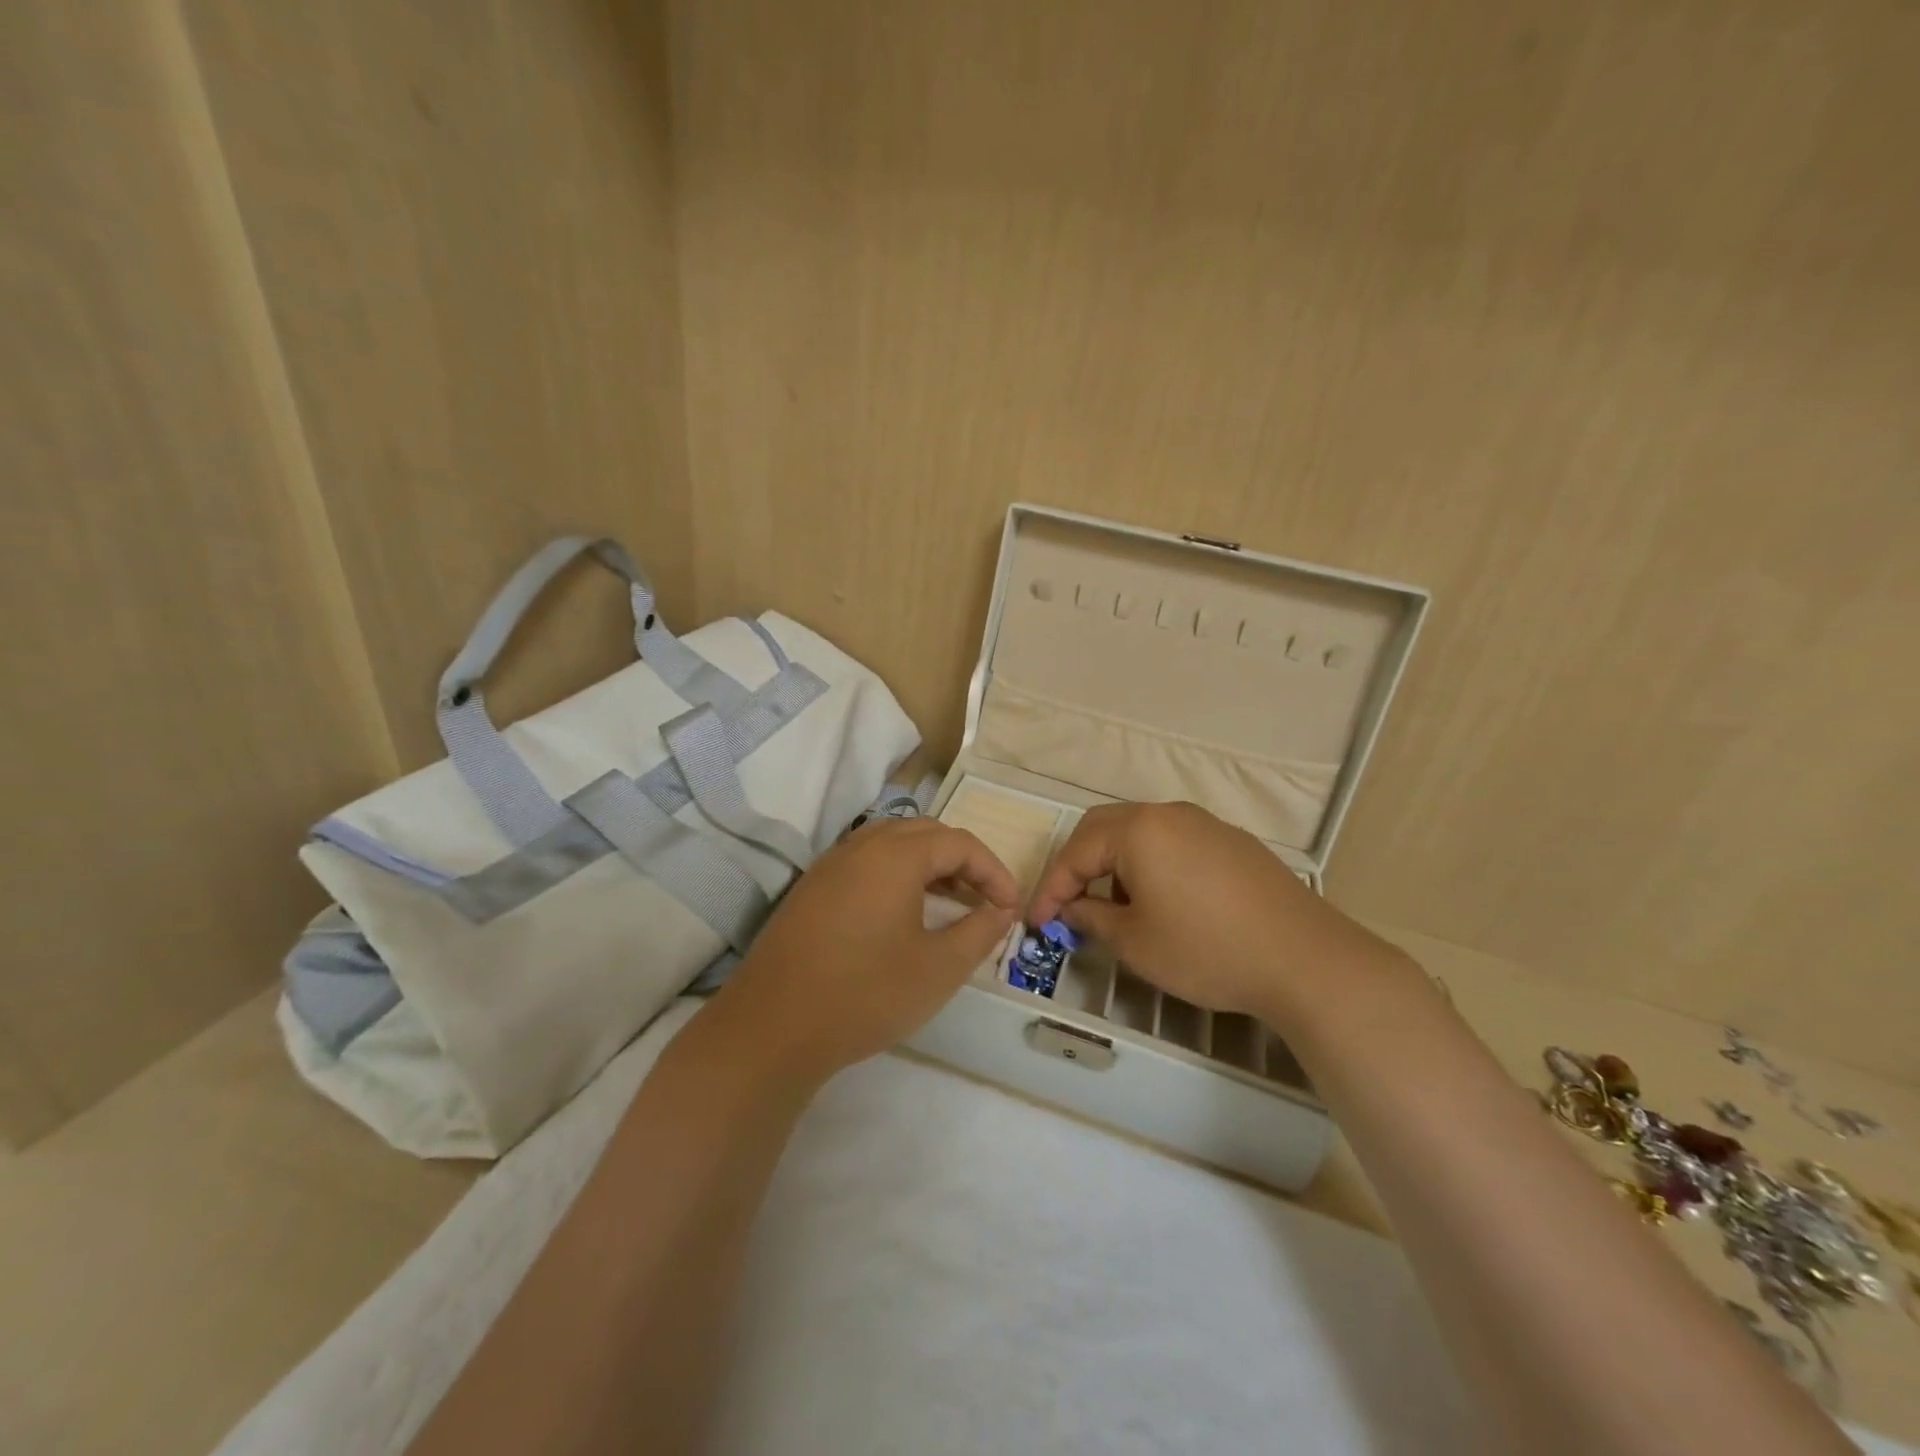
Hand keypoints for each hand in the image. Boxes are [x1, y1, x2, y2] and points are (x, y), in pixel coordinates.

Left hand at [708, 818, 1019, 1088]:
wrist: (772, 1027)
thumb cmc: (866, 993)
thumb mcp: (938, 968)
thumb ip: (979, 932)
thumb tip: (1001, 910)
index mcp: (895, 855)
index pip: (959, 843)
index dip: (993, 871)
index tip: (1011, 908)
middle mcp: (861, 846)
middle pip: (925, 832)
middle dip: (962, 861)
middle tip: (984, 900)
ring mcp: (830, 865)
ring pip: (892, 844)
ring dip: (928, 865)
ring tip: (950, 902)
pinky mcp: (811, 888)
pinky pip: (865, 862)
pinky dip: (896, 875)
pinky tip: (902, 913)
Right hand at [1027, 801, 1403, 1029]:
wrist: (1305, 959)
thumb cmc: (1207, 950)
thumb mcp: (1135, 942)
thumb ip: (1091, 918)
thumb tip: (1073, 908)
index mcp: (1138, 830)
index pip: (1076, 851)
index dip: (1051, 888)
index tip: (1037, 922)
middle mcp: (1169, 814)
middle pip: (1105, 828)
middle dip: (1079, 866)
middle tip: (1067, 905)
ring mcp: (1205, 824)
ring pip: (1141, 834)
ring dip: (1115, 865)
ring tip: (1116, 910)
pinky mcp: (1233, 843)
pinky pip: (1173, 843)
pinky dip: (1150, 866)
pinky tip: (1161, 903)